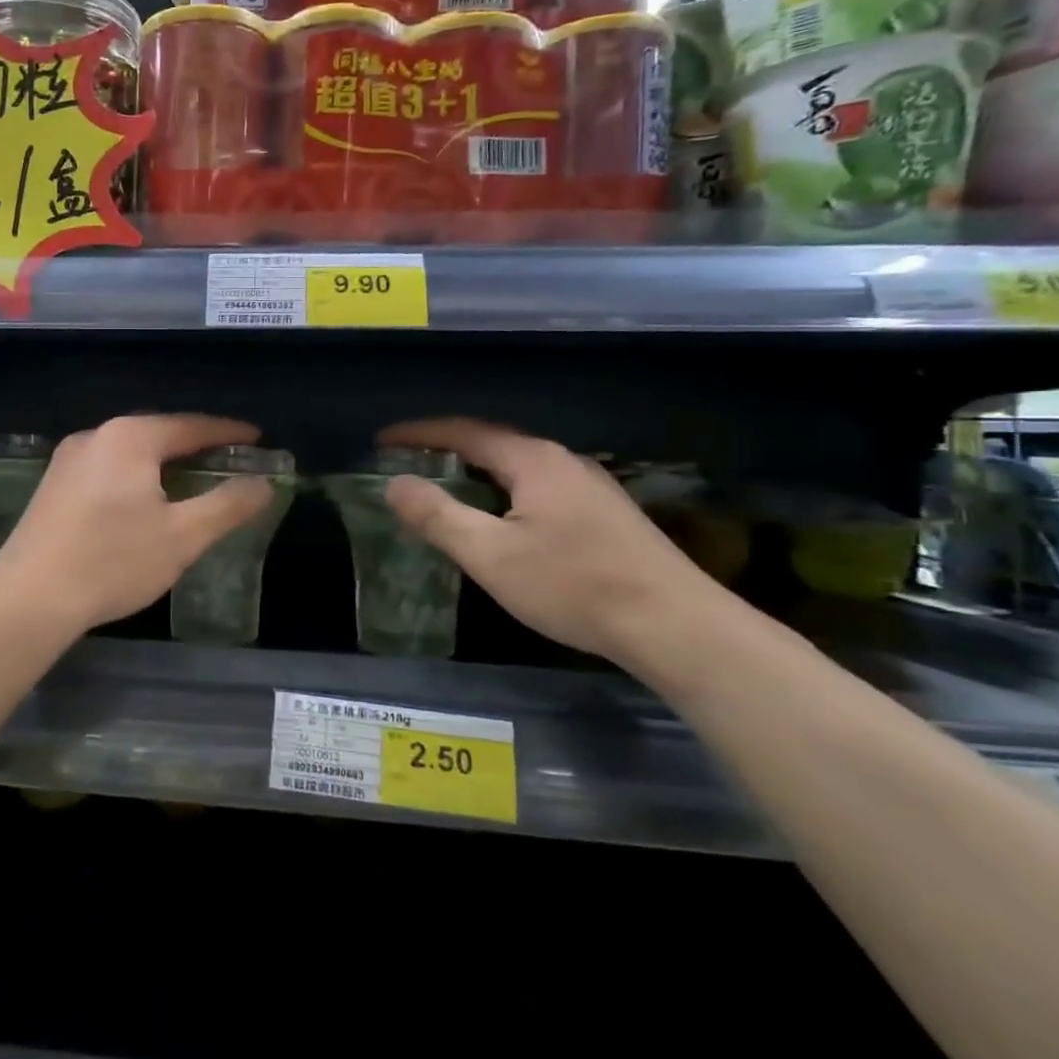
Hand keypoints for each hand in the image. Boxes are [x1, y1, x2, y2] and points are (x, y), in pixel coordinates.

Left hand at [0, 414, 274, 634]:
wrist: (29, 598)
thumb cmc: (113, 561)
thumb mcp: (182, 536)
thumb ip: (228, 506)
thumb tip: (263, 484)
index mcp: (130, 438)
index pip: (191, 425)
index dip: (228, 432)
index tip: (256, 438)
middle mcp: (97, 436)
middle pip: (158, 432)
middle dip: (195, 444)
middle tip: (227, 460)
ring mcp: (69, 459)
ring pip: (130, 450)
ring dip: (163, 460)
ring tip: (191, 478)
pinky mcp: (53, 484)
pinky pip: (107, 467)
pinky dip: (136, 474)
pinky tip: (143, 499)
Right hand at [379, 419, 731, 667]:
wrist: (676, 627)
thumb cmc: (573, 585)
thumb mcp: (490, 554)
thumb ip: (437, 515)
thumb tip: (395, 484)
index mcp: (532, 461)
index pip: (463, 432)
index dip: (418, 434)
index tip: (382, 440)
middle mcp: (562, 461)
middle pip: (492, 443)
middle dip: (445, 450)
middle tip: (407, 463)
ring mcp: (589, 487)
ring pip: (517, 467)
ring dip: (475, 471)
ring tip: (443, 488)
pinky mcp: (604, 515)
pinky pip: (537, 487)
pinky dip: (502, 491)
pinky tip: (499, 519)